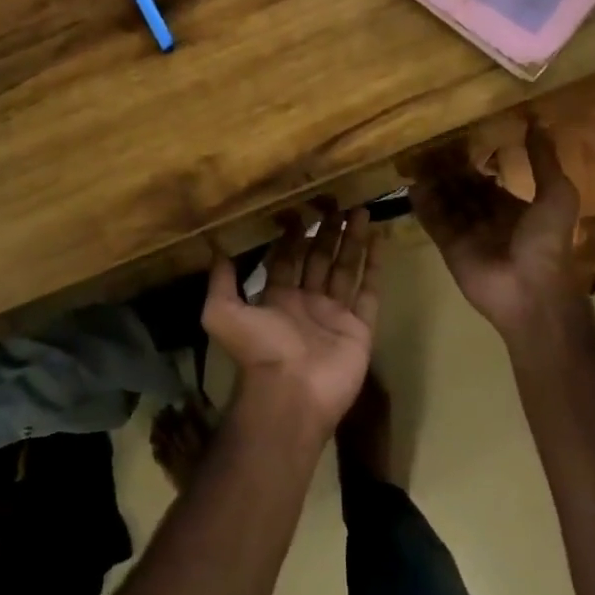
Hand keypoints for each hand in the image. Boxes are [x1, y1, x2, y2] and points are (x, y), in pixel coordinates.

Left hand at [202, 203, 382, 433]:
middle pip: (320, 258)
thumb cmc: (259, 351)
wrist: (292, 394)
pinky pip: (369, 292)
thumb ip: (221, 281)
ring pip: (346, 268)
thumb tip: (216, 247)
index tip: (301, 206)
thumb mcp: (223, 313)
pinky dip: (374, 267)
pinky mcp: (359, 328)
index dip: (293, 234)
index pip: (288, 258)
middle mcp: (307, 302)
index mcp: (278, 298)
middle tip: (337, 201)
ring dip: (352, 240)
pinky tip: (378, 240)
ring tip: (360, 209)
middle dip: (327, 231)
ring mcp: (335, 315)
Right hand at [410, 121, 582, 341]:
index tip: (454, 138)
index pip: (486, 179)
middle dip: (447, 169)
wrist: (530, 292)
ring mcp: (466, 232)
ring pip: (445, 200)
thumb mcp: (557, 195)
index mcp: (512, 206)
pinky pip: (433, 221)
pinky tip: (409, 184)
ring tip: (414, 157)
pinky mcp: (448, 246)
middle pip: (461, 188)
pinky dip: (422, 205)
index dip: (472, 162)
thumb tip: (536, 121)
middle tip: (427, 144)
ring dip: (432, 182)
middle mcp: (486, 216)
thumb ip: (543, 161)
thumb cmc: (547, 243)